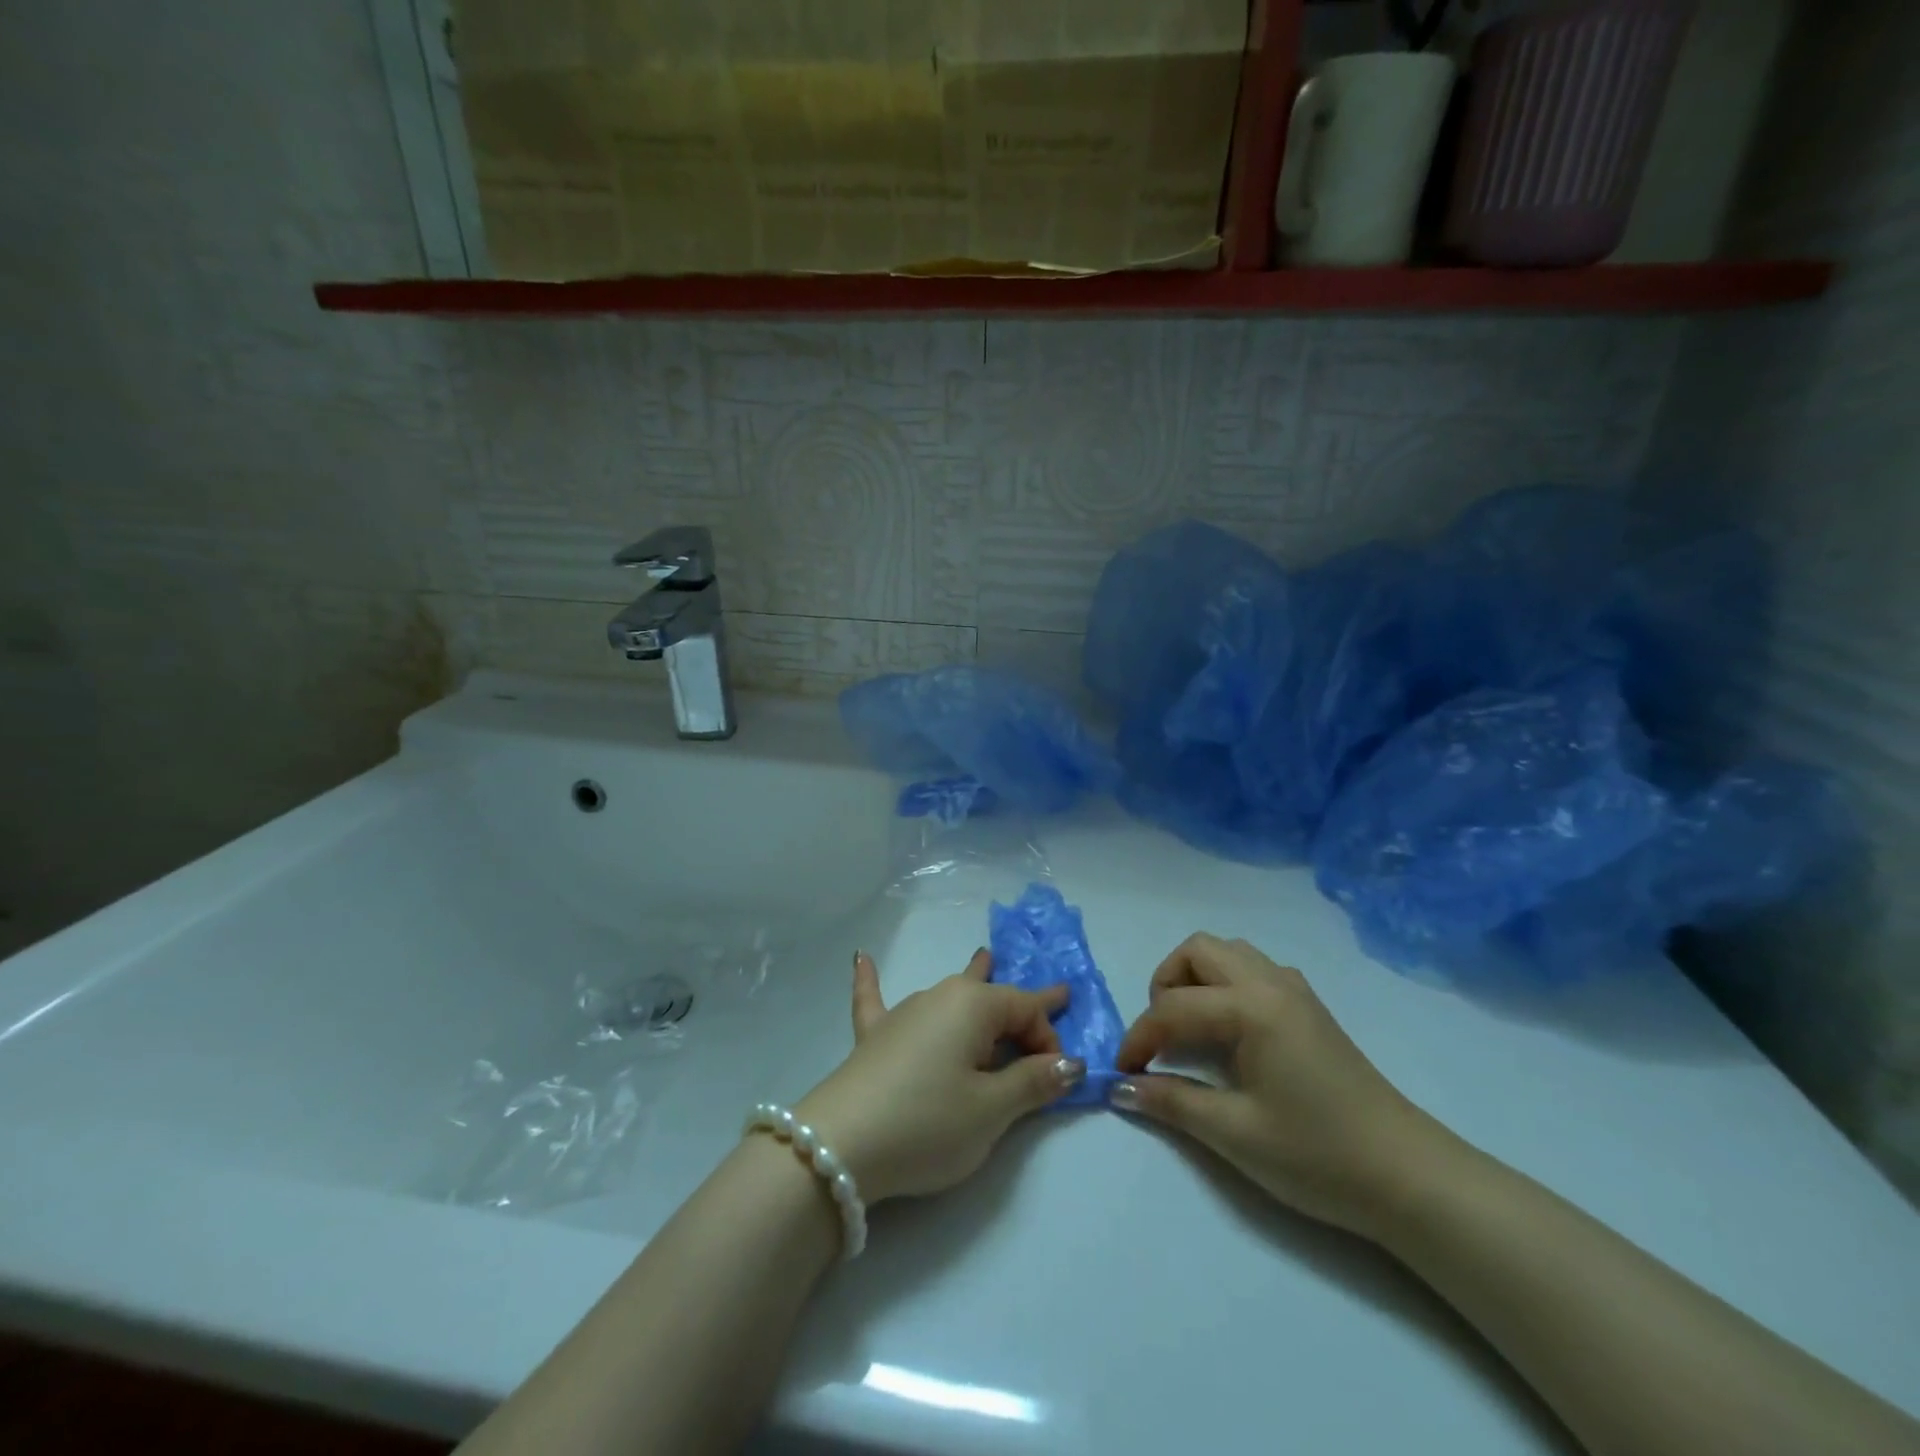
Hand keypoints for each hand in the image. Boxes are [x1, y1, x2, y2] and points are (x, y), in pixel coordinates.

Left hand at [794, 949, 1084, 1204]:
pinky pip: (875, 1000)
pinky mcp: (873, 1038)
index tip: (1059, 1077)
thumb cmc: (928, 1123)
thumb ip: (1032, 1083)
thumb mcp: (991, 1111)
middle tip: (1053, 998)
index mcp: (974, 1006)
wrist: (841, 1145)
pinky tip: (859, 957)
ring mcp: (903, 1014)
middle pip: (991, 998)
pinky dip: (871, 981)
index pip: (1026, 1010)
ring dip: (972, 981)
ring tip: (985, 958)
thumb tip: (1070, 1062)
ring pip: (948, 995)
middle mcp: (939, 997)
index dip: (1048, 1040)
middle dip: (1020, 1005)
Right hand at [1113, 933, 1432, 1239]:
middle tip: (1161, 1037)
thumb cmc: (1318, 1154)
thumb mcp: (1235, 1134)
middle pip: (1198, 950)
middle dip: (1165, 985)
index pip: (1173, 1007)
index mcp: (1252, 1007)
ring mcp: (1295, 990)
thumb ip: (1171, 1102)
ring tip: (1191, 1030)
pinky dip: (1226, 984)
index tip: (1122, 1074)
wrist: (1408, 1177)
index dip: (1140, 1038)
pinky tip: (1231, 1032)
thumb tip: (1118, 1088)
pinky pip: (1254, 969)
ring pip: (1228, 952)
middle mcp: (1271, 983)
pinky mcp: (1309, 1007)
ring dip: (1196, 978)